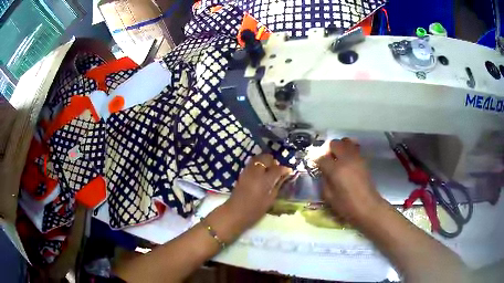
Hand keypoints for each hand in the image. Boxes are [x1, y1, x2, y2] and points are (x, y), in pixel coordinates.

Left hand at [225, 154, 291, 229]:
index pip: (277, 169)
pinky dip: (257, 164)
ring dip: (264, 161)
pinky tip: (261, 173)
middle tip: (277, 168)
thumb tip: (282, 178)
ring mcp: (247, 172)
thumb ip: (277, 187)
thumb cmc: (255, 210)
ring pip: (257, 159)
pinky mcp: (241, 174)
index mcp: (264, 180)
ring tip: (269, 169)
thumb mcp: (269, 200)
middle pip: (265, 158)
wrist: (235, 213)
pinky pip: (251, 164)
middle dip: (273, 161)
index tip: (288, 171)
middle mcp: (255, 172)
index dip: (284, 169)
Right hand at [317, 138, 384, 225]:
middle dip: (329, 150)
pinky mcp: (364, 160)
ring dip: (340, 147)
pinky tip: (348, 161)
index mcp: (336, 169)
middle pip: (334, 143)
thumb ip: (324, 181)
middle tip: (328, 160)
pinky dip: (349, 150)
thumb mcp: (329, 197)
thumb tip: (324, 172)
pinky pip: (354, 148)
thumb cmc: (347, 205)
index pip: (322, 157)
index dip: (317, 160)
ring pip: (346, 141)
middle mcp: (346, 159)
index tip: (317, 165)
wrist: (368, 207)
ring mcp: (356, 158)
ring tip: (339, 158)